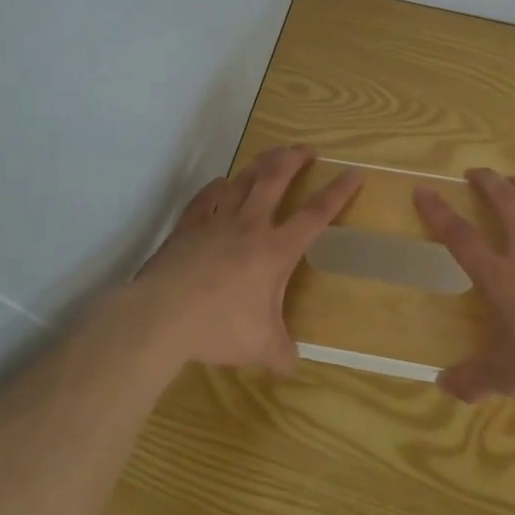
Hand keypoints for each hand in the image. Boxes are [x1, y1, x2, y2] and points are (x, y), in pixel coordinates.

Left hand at [129, 146, 361, 373]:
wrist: (162, 315)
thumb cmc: (219, 327)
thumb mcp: (260, 347)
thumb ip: (281, 353)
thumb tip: (293, 366)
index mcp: (275, 249)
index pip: (315, 214)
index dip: (337, 193)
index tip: (353, 173)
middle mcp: (249, 225)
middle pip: (276, 178)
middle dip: (295, 159)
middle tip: (307, 149)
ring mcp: (216, 220)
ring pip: (242, 179)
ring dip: (260, 164)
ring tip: (270, 158)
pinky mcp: (188, 225)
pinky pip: (207, 196)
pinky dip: (218, 186)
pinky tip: (221, 184)